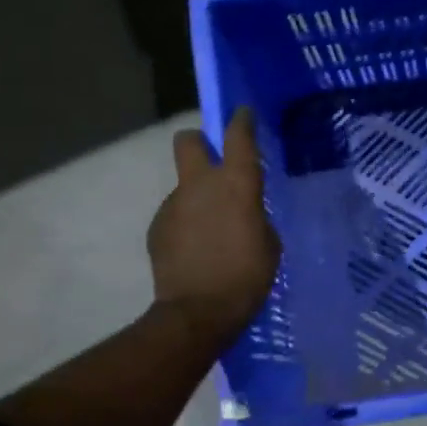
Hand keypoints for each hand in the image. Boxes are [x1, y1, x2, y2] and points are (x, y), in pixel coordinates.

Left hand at [149, 107, 281, 344]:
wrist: (198, 311)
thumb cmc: (247, 276)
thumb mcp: (269, 243)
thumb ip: (255, 216)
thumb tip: (243, 212)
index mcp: (236, 185)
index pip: (238, 137)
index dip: (241, 121)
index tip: (243, 114)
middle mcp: (200, 185)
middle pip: (189, 141)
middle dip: (198, 142)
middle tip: (213, 161)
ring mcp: (173, 204)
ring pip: (184, 186)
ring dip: (197, 198)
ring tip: (212, 232)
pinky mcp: (157, 227)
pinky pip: (177, 215)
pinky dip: (187, 224)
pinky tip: (197, 250)